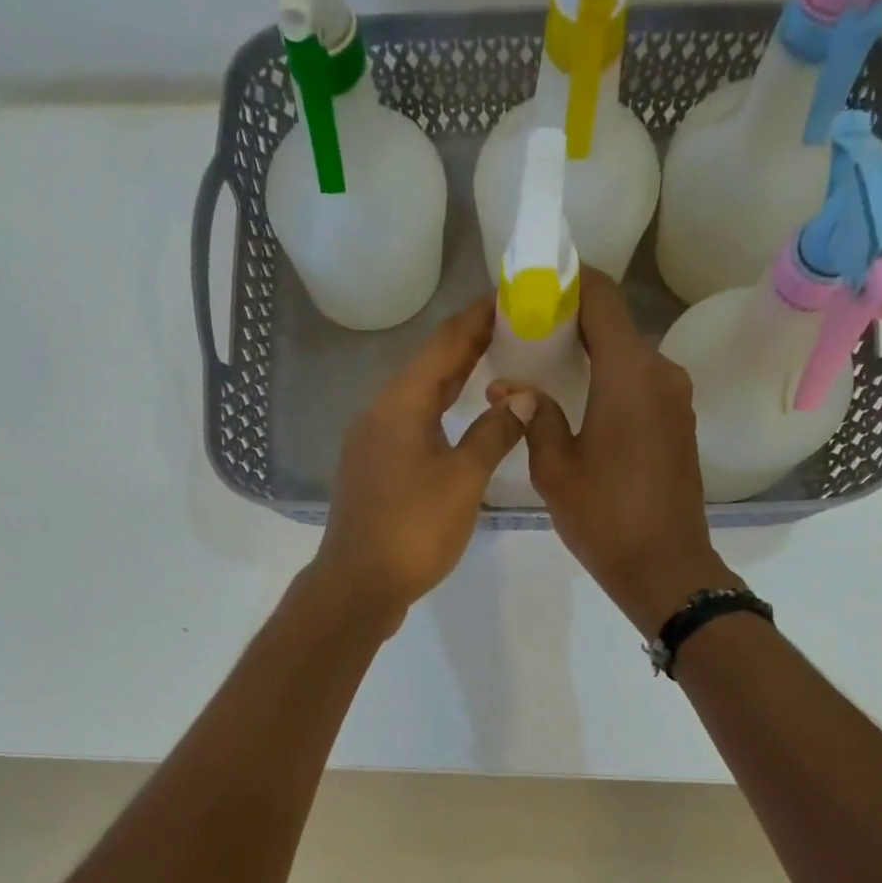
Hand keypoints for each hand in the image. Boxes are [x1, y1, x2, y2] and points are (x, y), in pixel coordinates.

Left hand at [313, 296, 529, 635]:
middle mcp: (378, 414)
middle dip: (469, 347)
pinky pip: (410, 427)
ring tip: (494, 368)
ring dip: (454, 383)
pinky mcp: (372, 472)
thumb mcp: (464, 480)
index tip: (510, 296)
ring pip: (418, 400)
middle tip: (512, 329)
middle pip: (428, 369)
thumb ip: (494, 434)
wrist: (359, 585)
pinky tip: (460, 423)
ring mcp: (371, 444)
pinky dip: (439, 415)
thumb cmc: (413, 529)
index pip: (443, 344)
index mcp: (399, 404)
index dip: (477, 318)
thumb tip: (523, 400)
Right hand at [489, 269, 739, 633]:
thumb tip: (510, 386)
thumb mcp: (555, 471)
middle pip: (615, 325)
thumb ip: (534, 417)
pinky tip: (582, 404)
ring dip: (592, 355)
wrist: (665, 568)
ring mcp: (676, 399)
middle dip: (572, 322)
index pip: (602, 297)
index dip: (569, 281)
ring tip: (548, 371)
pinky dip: (612, 382)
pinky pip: (642, 385)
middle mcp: (661, 373)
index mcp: (629, 374)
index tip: (534, 287)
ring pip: (629, 357)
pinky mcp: (679, 424)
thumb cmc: (605, 519)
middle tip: (527, 335)